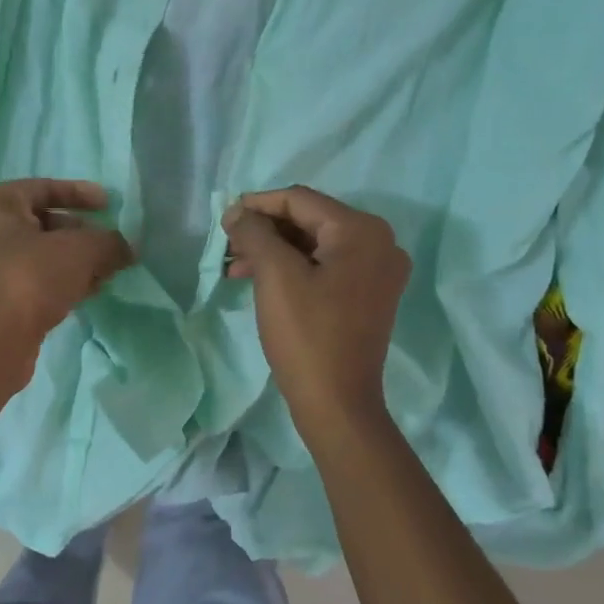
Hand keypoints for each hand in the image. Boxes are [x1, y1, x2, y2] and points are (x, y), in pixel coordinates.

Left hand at [0, 179, 134, 387]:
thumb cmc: (31, 277)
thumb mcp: (81, 250)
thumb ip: (109, 242)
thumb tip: (126, 248)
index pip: (43, 187)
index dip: (79, 193)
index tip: (109, 204)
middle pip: (44, 223)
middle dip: (82, 233)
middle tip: (111, 245)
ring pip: (42, 255)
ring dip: (76, 261)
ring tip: (107, 272)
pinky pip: (36, 280)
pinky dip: (63, 282)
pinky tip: (90, 292)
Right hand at [222, 186, 410, 443]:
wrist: (337, 403)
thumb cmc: (306, 335)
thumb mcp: (275, 276)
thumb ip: (254, 233)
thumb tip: (237, 213)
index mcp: (362, 231)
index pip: (300, 200)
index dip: (257, 205)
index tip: (224, 219)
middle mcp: (379, 243)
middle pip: (309, 220)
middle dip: (264, 231)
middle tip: (227, 245)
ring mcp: (377, 271)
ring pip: (314, 245)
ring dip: (274, 251)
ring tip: (234, 266)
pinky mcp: (368, 295)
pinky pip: (325, 267)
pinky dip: (292, 269)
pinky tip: (259, 280)